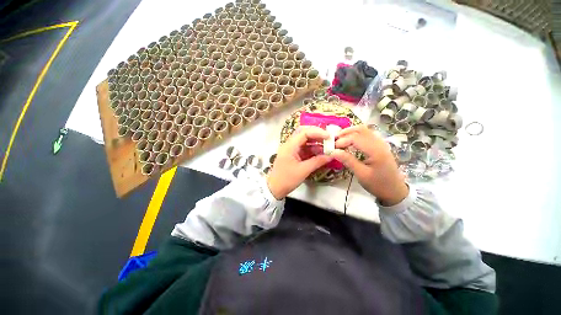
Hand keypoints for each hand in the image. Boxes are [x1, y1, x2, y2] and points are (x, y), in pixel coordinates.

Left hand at [267, 126, 333, 199]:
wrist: (274, 188)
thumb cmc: (286, 179)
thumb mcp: (303, 170)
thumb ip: (317, 161)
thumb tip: (331, 155)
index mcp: (290, 146)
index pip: (304, 132)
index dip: (317, 132)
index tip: (329, 137)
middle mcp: (290, 145)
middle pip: (303, 133)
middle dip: (316, 134)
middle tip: (328, 138)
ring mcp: (291, 150)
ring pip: (305, 141)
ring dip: (315, 143)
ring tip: (327, 147)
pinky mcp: (293, 155)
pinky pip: (304, 149)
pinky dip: (312, 150)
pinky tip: (321, 153)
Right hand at [331, 125, 407, 205]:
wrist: (395, 190)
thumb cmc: (378, 184)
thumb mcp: (361, 174)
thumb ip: (348, 161)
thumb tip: (334, 152)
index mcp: (376, 151)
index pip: (355, 138)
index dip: (342, 141)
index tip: (332, 148)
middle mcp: (379, 143)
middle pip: (361, 129)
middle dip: (345, 132)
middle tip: (334, 139)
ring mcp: (381, 143)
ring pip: (365, 130)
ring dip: (351, 132)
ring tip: (340, 139)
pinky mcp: (380, 146)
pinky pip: (367, 135)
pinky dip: (357, 135)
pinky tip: (350, 141)